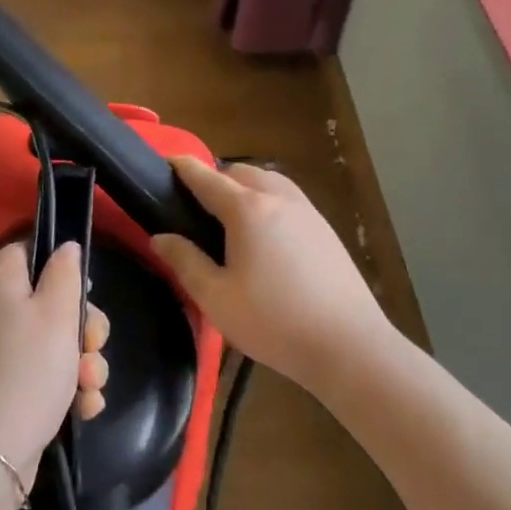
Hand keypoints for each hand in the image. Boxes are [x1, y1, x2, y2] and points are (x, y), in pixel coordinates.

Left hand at [0, 242, 109, 488]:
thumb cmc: (27, 371)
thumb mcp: (57, 314)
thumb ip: (65, 273)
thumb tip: (65, 246)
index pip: (28, 252)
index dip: (61, 268)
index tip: (85, 293)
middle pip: (46, 301)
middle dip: (82, 327)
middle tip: (94, 347)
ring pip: (50, 343)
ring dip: (80, 364)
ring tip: (91, 387)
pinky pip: (38, 375)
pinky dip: (63, 389)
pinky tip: (84, 408)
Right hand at [151, 156, 393, 386]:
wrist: (350, 346)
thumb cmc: (274, 321)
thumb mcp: (215, 297)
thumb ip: (185, 261)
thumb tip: (160, 237)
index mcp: (247, 209)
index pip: (206, 177)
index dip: (182, 167)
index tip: (165, 162)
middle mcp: (278, 199)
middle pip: (240, 172)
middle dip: (216, 178)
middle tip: (196, 207)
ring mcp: (307, 212)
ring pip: (269, 182)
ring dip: (245, 187)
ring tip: (231, 219)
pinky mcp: (326, 231)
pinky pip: (288, 200)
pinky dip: (268, 202)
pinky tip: (265, 236)